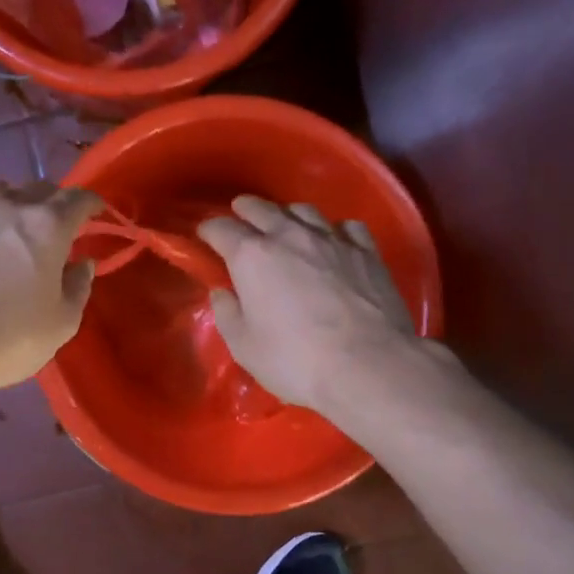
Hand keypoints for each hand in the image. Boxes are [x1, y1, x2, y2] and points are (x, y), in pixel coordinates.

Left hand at [0, 181, 103, 396]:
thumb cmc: (6, 339)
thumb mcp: (61, 324)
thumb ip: (78, 286)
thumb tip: (81, 263)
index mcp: (46, 226)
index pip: (79, 198)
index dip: (92, 204)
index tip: (96, 214)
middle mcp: (6, 206)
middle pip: (38, 188)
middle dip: (53, 203)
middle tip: (55, 227)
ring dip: (10, 205)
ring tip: (8, 229)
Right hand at [196, 195, 419, 416]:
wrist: (368, 365)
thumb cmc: (296, 360)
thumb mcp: (245, 347)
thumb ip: (228, 315)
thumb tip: (223, 293)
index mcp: (252, 256)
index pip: (221, 229)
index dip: (209, 230)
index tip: (205, 236)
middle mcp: (290, 235)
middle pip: (261, 208)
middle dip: (245, 210)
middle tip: (240, 217)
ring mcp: (332, 239)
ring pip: (304, 210)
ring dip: (288, 215)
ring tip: (285, 225)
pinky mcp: (367, 251)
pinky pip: (346, 227)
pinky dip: (333, 230)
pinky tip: (334, 241)